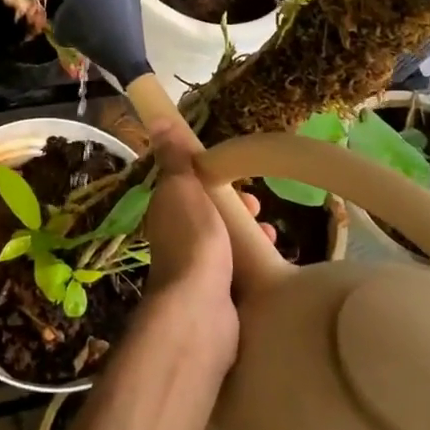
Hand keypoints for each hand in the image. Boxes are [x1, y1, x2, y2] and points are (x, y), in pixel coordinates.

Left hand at [140, 162, 270, 367]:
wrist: (200, 310)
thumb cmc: (193, 240)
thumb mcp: (182, 187)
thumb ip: (175, 158)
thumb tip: (156, 119)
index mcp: (166, 211)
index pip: (189, 187)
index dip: (213, 179)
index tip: (238, 180)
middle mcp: (176, 239)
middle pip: (210, 216)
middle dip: (237, 209)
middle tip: (260, 209)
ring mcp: (196, 270)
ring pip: (226, 244)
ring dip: (249, 236)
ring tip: (271, 236)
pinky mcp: (217, 297)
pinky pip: (238, 272)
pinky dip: (254, 264)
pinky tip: (272, 264)